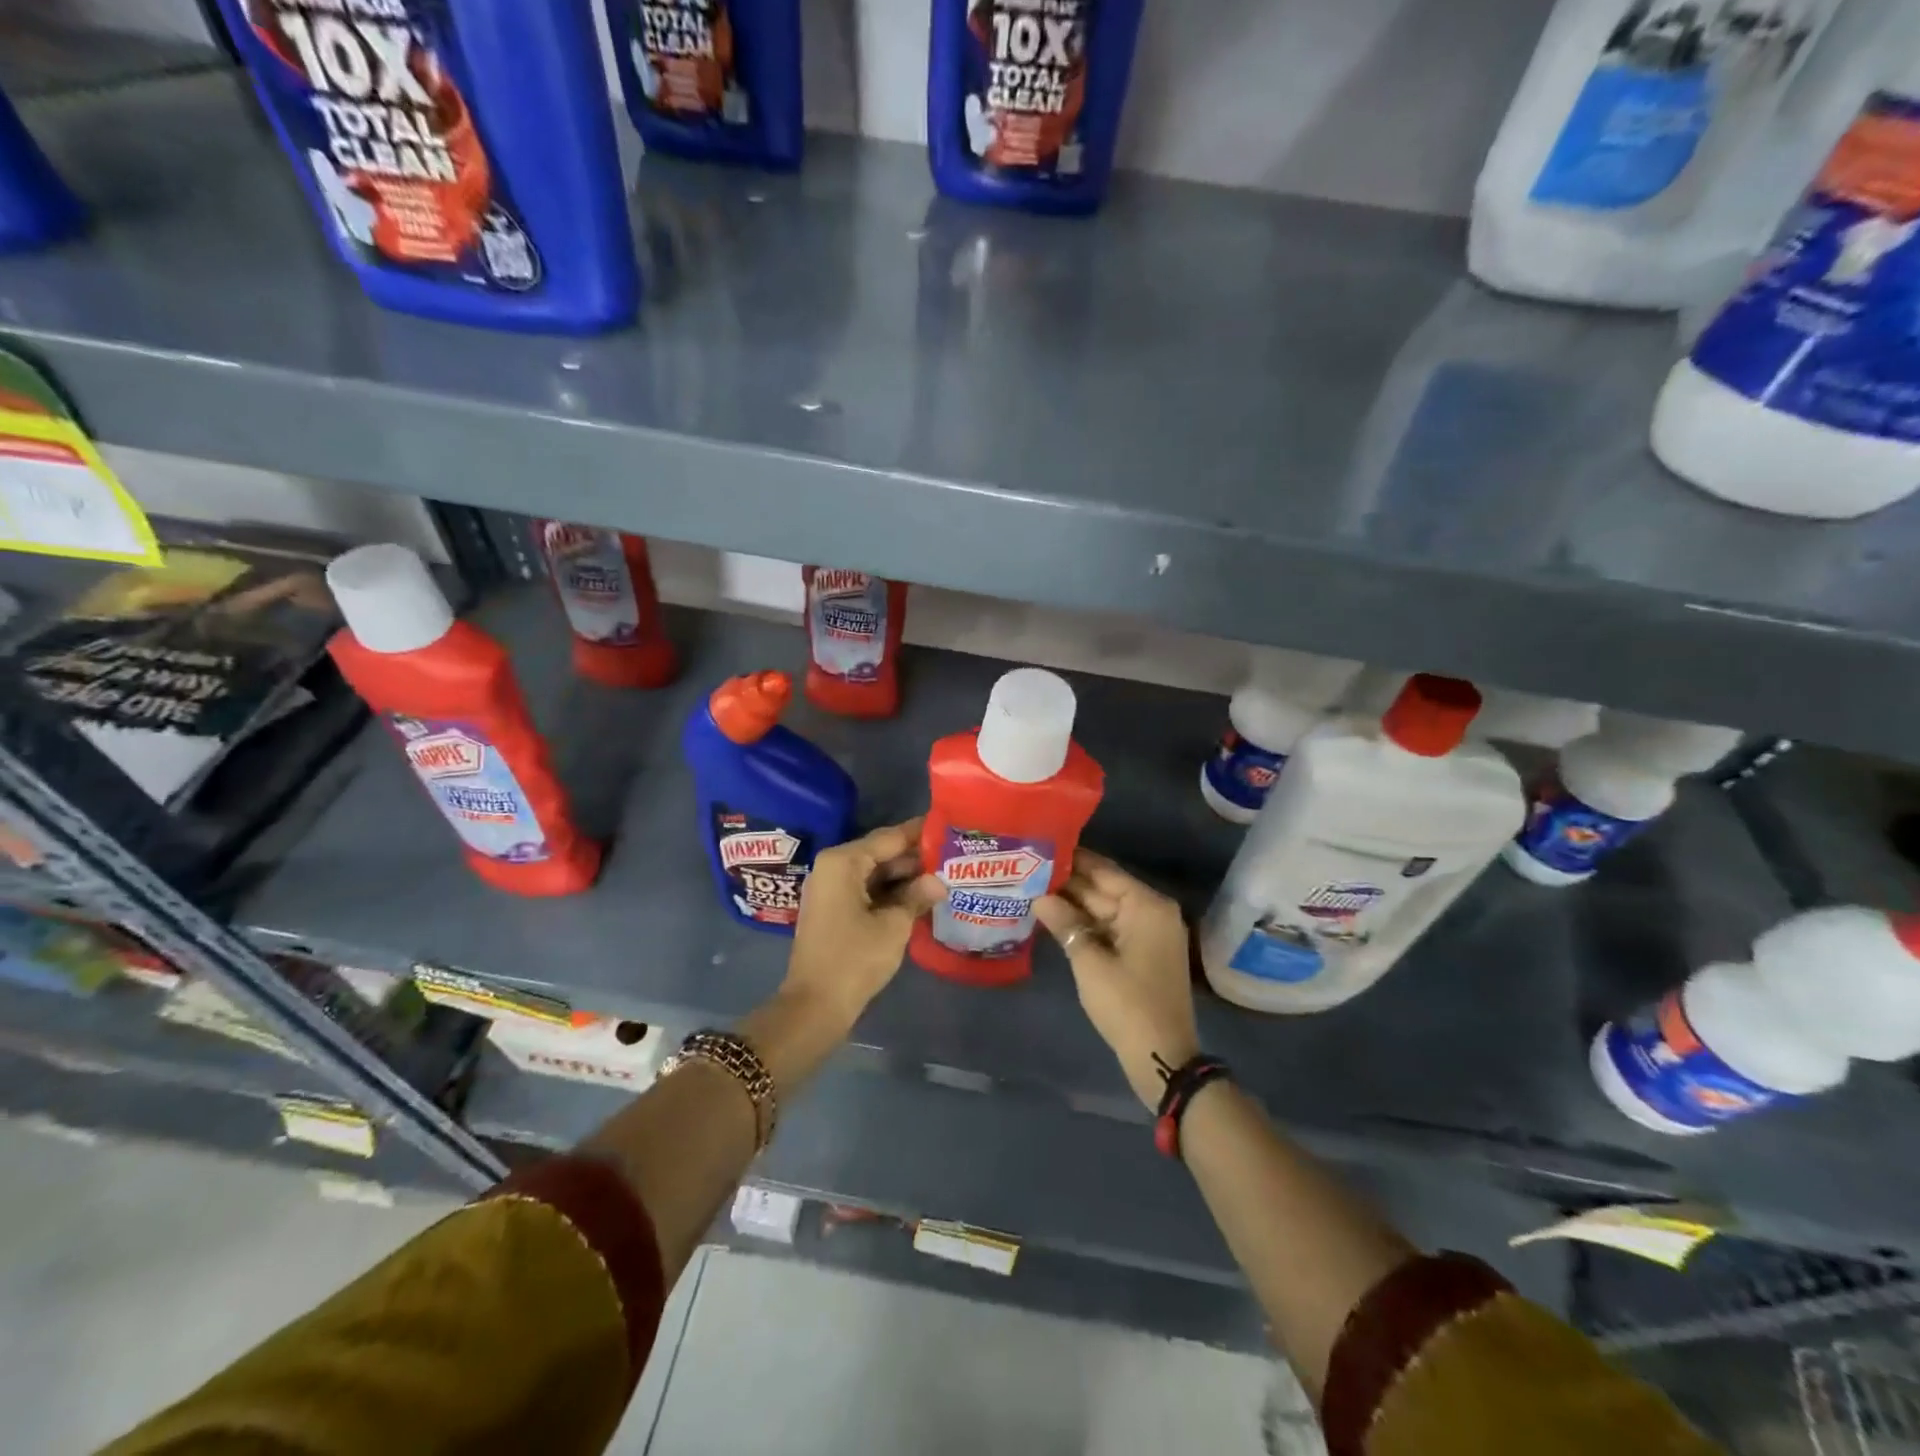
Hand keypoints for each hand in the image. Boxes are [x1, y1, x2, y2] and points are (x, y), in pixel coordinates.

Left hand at [785, 818, 945, 1023]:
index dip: (920, 833)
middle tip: (953, 857)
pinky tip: (920, 898)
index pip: (889, 837)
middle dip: (915, 858)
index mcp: (843, 862)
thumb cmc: (854, 959)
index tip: (949, 827)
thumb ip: (917, 896)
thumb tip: (939, 881)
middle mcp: (833, 867)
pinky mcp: (833, 910)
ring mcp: (830, 889)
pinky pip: (866, 890)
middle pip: (881, 853)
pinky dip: (890, 893)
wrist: (815, 1006)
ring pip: (875, 873)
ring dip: (905, 878)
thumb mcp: (894, 925)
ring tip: (944, 876)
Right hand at [1035, 850, 1199, 1108]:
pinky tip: (1055, 919)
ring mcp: (1149, 934)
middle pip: (1105, 888)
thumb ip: (1064, 923)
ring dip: (1074, 904)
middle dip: (1068, 883)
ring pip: (1105, 909)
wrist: (1161, 1057)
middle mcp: (1152, 911)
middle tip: (1029, 869)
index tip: (1041, 846)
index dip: (1072, 859)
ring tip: (1033, 889)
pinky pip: (1111, 928)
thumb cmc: (1126, 1003)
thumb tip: (1040, 897)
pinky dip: (1086, 924)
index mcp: (1147, 905)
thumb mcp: (1089, 961)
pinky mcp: (1143, 953)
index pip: (1104, 870)